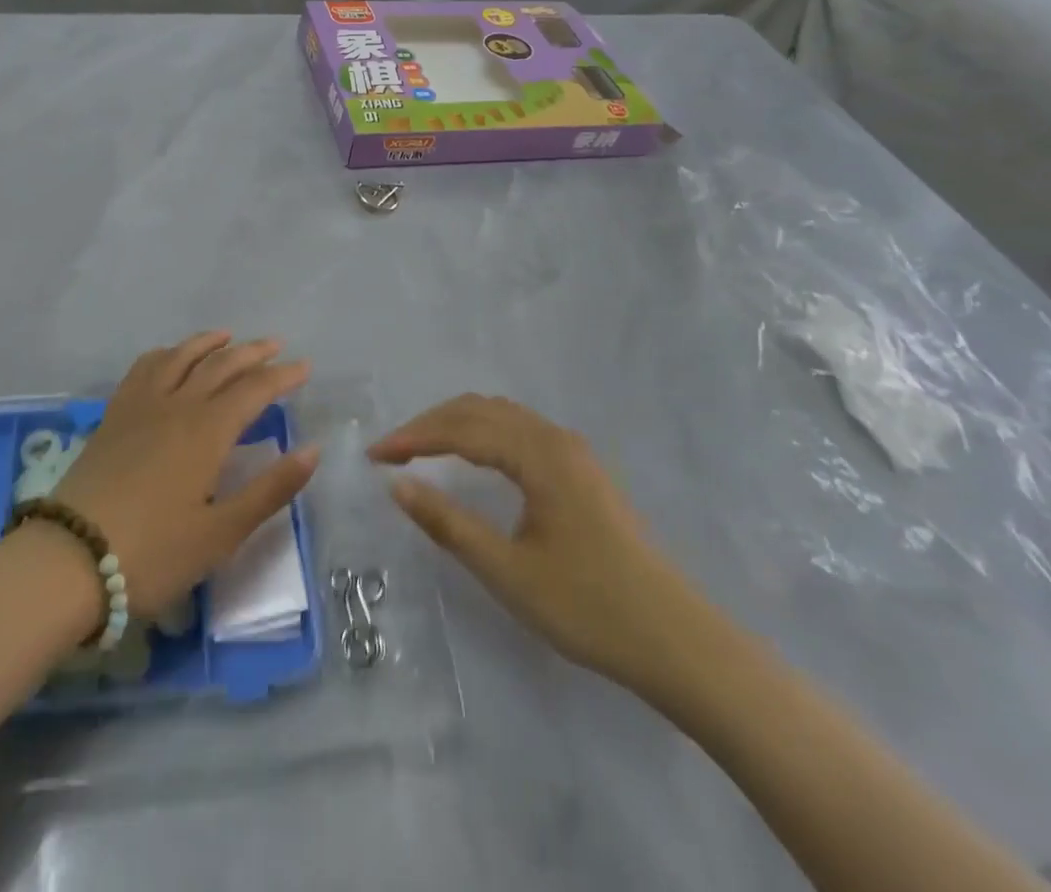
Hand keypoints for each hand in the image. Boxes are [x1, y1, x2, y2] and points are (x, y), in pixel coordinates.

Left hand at [49, 332, 317, 619]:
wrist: (69, 561)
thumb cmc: (153, 554)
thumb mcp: (221, 533)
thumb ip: (270, 490)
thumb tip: (312, 450)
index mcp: (207, 431)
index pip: (254, 389)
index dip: (282, 376)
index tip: (305, 367)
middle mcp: (177, 405)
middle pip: (220, 365)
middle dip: (252, 352)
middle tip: (276, 345)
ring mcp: (140, 407)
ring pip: (180, 358)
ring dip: (208, 343)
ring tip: (227, 337)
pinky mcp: (113, 417)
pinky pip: (143, 369)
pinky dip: (165, 354)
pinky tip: (169, 358)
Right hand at [369, 394, 715, 700]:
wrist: (675, 639)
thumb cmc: (587, 606)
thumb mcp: (507, 570)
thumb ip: (448, 524)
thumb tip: (397, 485)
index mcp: (539, 454)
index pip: (461, 429)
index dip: (413, 438)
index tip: (374, 456)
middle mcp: (556, 438)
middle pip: (480, 410)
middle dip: (430, 424)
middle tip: (392, 452)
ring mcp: (574, 452)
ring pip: (502, 416)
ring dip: (457, 425)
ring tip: (421, 449)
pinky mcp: (582, 471)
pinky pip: (520, 431)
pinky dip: (483, 434)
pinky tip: (472, 457)